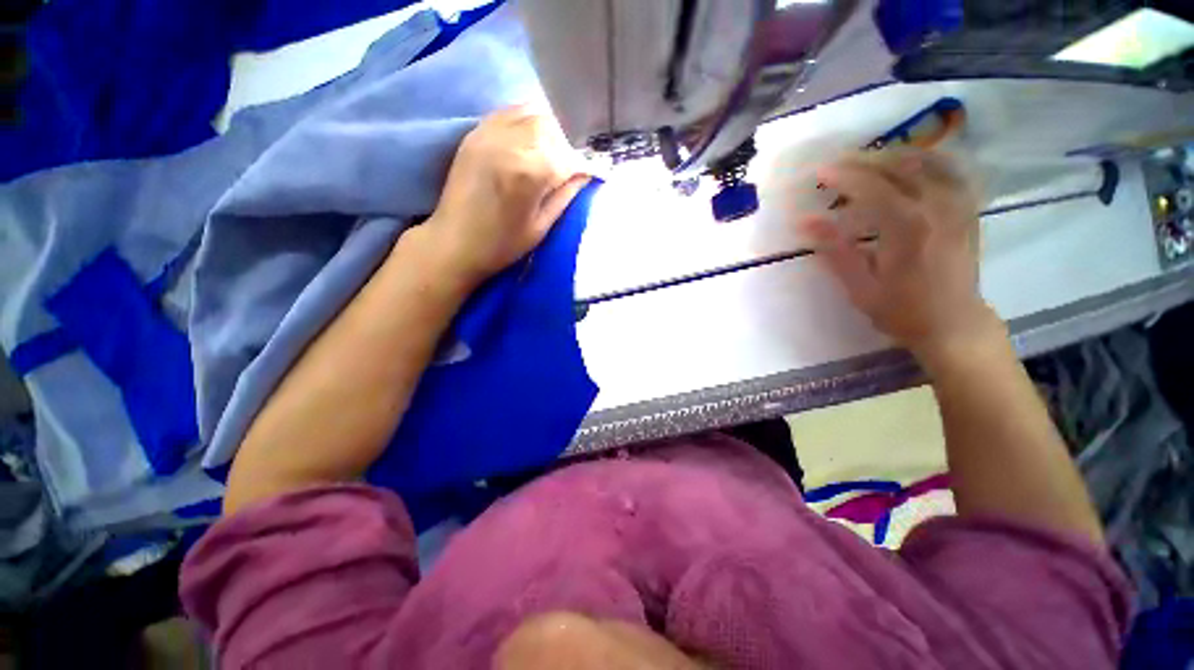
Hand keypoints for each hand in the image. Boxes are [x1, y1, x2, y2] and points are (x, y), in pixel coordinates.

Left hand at [422, 105, 589, 286]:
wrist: (453, 243)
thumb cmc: (501, 245)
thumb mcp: (541, 227)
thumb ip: (565, 196)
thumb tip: (585, 174)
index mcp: (529, 173)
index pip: (567, 157)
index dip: (581, 166)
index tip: (587, 175)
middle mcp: (510, 144)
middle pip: (551, 127)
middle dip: (565, 145)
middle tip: (567, 166)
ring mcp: (489, 134)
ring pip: (531, 113)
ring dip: (547, 130)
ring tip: (549, 153)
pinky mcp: (475, 133)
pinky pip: (508, 113)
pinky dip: (525, 121)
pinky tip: (529, 141)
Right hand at [800, 149, 1003, 361]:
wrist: (954, 324)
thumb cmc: (902, 310)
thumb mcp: (860, 287)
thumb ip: (835, 250)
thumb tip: (805, 221)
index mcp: (908, 228)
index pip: (872, 188)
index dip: (843, 176)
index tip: (819, 173)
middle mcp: (938, 206)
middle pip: (900, 166)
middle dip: (864, 160)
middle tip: (837, 164)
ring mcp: (958, 204)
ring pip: (927, 161)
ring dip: (893, 156)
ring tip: (866, 161)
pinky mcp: (968, 208)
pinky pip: (950, 169)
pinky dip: (926, 159)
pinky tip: (909, 162)